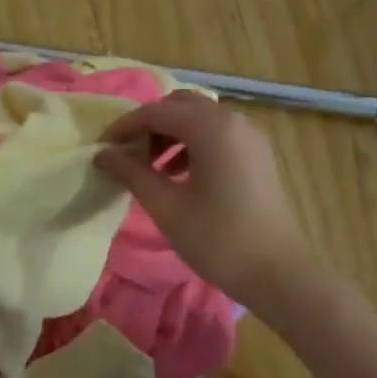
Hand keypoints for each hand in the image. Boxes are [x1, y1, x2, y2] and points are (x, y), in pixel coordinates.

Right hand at [94, 91, 317, 308]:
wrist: (276, 271)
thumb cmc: (217, 239)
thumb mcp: (166, 206)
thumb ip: (132, 174)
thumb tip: (102, 155)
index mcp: (212, 128)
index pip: (156, 112)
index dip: (124, 127)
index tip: (100, 149)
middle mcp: (233, 121)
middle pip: (180, 106)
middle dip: (148, 124)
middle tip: (125, 154)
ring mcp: (249, 136)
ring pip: (199, 118)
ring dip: (169, 134)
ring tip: (148, 167)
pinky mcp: (256, 155)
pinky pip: (217, 135)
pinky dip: (191, 144)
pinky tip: (177, 175)